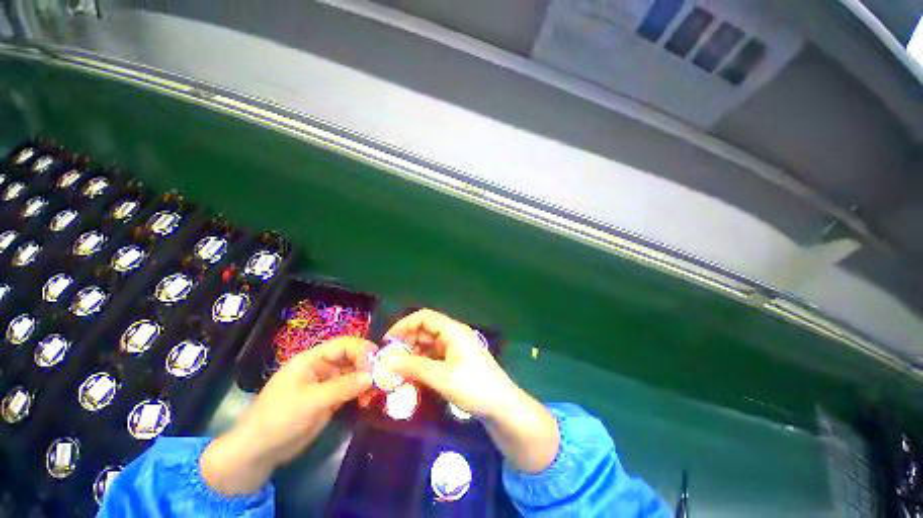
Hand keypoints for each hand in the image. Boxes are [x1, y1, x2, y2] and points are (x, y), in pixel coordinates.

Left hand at [202, 336, 375, 494]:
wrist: (259, 451)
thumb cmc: (279, 418)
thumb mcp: (311, 401)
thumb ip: (343, 387)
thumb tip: (373, 376)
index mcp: (313, 359)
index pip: (344, 344)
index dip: (362, 350)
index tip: (376, 364)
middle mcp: (323, 367)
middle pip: (352, 357)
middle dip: (367, 366)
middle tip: (381, 380)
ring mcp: (327, 384)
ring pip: (354, 374)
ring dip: (366, 381)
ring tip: (374, 394)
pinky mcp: (330, 400)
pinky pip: (351, 390)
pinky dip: (361, 393)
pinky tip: (367, 401)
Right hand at [380, 309, 517, 419]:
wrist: (502, 406)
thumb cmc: (474, 387)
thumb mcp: (442, 377)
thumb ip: (414, 367)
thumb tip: (386, 361)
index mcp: (453, 330)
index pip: (424, 317)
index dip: (404, 325)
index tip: (387, 342)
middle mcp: (454, 334)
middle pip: (425, 329)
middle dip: (407, 341)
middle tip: (390, 360)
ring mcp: (456, 347)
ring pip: (429, 343)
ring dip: (413, 353)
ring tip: (398, 370)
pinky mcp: (457, 360)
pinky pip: (435, 355)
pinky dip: (422, 362)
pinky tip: (413, 375)